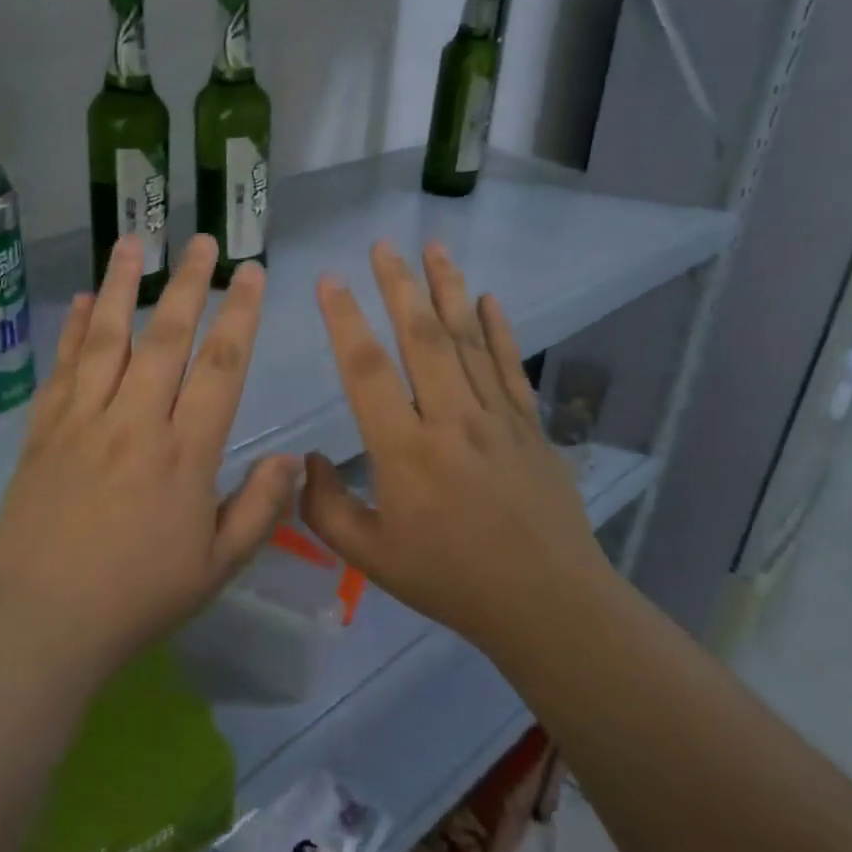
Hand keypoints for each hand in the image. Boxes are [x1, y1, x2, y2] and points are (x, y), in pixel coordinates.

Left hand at [0, 233, 299, 688]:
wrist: (41, 622)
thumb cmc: (137, 598)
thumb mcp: (216, 567)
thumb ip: (259, 509)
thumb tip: (293, 460)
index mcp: (184, 454)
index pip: (221, 367)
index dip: (241, 314)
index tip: (252, 273)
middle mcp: (135, 422)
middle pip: (166, 337)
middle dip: (189, 282)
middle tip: (203, 240)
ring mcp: (83, 420)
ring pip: (107, 337)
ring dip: (121, 285)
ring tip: (133, 241)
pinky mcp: (43, 430)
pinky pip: (62, 367)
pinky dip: (72, 329)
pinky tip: (80, 300)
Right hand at [300, 241, 605, 655]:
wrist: (547, 605)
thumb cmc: (451, 581)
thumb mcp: (370, 557)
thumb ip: (325, 508)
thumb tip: (304, 461)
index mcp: (406, 451)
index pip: (367, 371)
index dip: (344, 321)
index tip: (329, 280)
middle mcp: (450, 420)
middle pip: (422, 338)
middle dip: (398, 285)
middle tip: (382, 245)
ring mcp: (496, 418)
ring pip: (469, 340)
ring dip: (448, 290)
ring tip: (434, 247)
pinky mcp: (530, 425)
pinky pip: (511, 366)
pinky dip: (500, 329)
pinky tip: (489, 297)